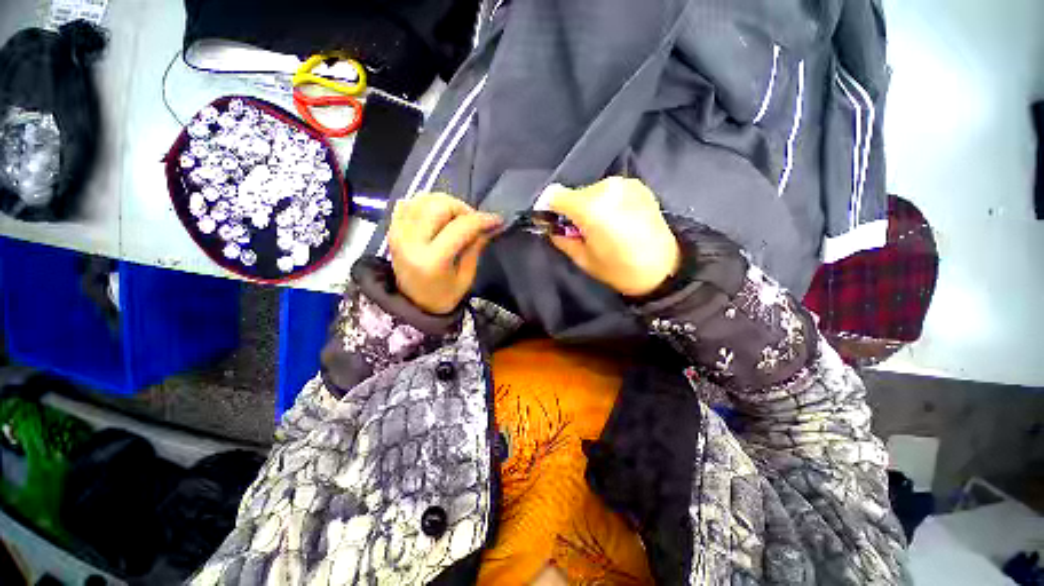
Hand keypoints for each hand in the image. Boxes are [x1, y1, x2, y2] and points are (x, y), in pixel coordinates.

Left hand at [388, 193, 501, 313]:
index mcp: (432, 260)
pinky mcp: (392, 229)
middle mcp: (411, 242)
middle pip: (439, 205)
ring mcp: (398, 233)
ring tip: (456, 219)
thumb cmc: (444, 295)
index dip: (482, 219)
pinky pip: (409, 203)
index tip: (497, 220)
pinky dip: (426, 204)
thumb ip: (475, 247)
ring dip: (445, 204)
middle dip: (462, 208)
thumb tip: (490, 225)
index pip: (460, 227)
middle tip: (472, 221)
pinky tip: (436, 216)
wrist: (413, 304)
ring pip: (423, 199)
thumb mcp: (466, 277)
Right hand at [547, 177, 679, 296]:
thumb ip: (562, 239)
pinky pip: (610, 191)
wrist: (664, 269)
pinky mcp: (638, 186)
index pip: (555, 195)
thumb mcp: (583, 259)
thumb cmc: (620, 269)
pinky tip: (616, 219)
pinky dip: (606, 203)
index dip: (548, 208)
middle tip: (580, 231)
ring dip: (590, 206)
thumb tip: (551, 227)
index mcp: (591, 207)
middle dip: (571, 210)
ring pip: (592, 191)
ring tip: (601, 227)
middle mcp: (607, 188)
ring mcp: (625, 184)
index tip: (550, 221)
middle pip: (575, 193)